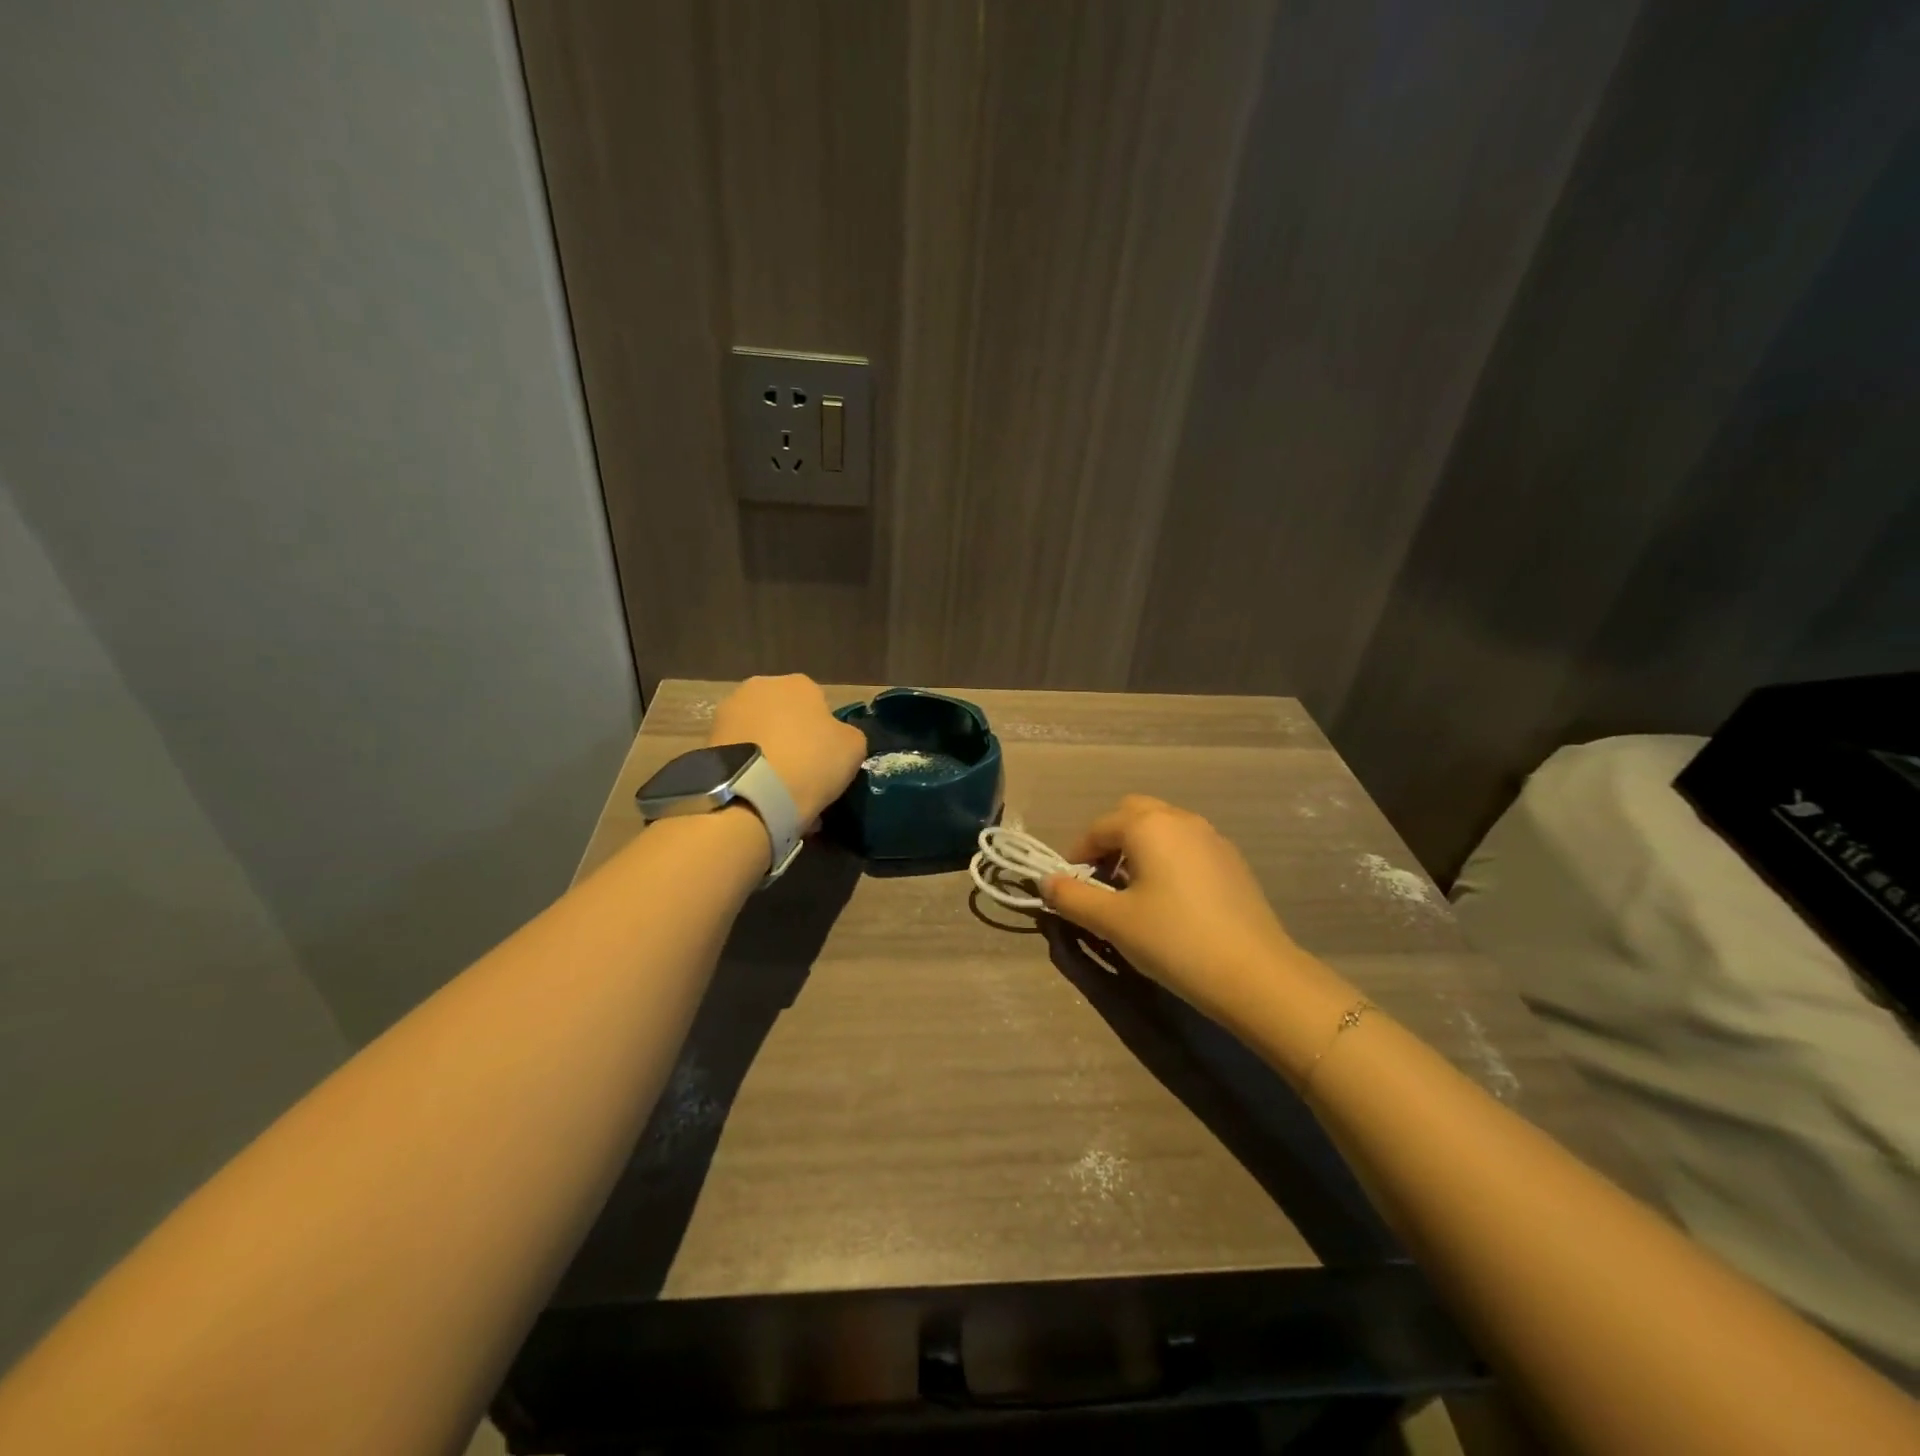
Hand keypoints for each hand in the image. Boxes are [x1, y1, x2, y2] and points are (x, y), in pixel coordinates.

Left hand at [708, 674, 867, 825]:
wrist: (752, 793)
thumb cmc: (811, 762)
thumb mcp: (854, 748)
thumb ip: (847, 735)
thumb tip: (835, 738)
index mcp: (798, 683)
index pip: (818, 704)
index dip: (825, 733)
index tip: (826, 760)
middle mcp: (760, 687)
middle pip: (784, 716)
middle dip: (793, 740)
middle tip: (803, 775)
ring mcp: (728, 711)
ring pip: (760, 735)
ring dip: (770, 754)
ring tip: (779, 790)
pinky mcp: (708, 739)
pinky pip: (740, 754)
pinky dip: (750, 769)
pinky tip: (759, 794)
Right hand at [1041, 796, 1346, 1032]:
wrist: (1255, 974)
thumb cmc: (1174, 940)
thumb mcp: (1112, 922)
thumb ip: (1072, 897)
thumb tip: (1046, 882)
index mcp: (1148, 826)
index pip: (1098, 827)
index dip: (1077, 853)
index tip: (1069, 885)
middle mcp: (1180, 819)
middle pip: (1133, 814)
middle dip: (1109, 840)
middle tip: (1100, 879)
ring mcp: (1212, 838)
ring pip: (1163, 828)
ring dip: (1139, 847)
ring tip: (1132, 890)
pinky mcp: (1232, 861)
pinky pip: (1187, 846)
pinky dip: (1167, 858)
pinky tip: (1170, 899)